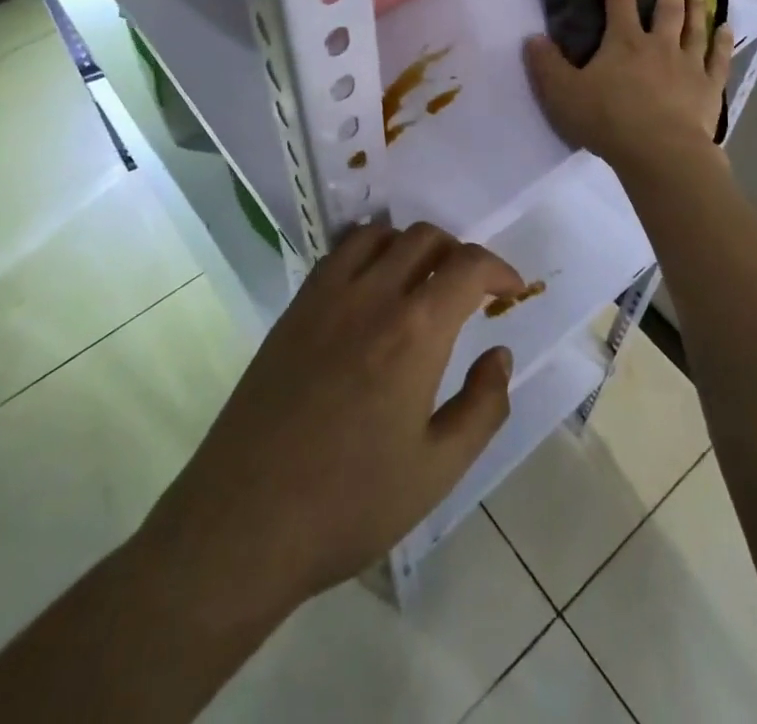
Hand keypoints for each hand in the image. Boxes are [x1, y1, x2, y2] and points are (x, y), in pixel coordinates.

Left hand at [140, 223, 522, 618]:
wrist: (245, 521)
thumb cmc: (350, 503)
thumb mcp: (437, 470)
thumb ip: (483, 406)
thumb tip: (499, 354)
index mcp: (415, 331)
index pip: (468, 265)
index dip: (499, 269)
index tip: (511, 290)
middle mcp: (372, 295)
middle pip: (425, 237)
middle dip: (458, 254)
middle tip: (468, 292)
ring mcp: (326, 295)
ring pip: (380, 234)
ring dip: (411, 246)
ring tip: (420, 283)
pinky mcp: (295, 307)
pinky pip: (339, 252)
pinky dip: (368, 251)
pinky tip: (371, 290)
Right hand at [524, 0, 732, 172]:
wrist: (659, 151)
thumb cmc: (608, 120)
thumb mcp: (563, 93)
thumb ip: (546, 65)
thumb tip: (533, 39)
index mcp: (624, 42)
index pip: (619, 1)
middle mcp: (660, 45)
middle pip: (667, 9)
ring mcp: (689, 65)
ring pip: (695, 27)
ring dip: (697, 6)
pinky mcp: (709, 88)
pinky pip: (719, 58)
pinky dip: (723, 42)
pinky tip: (727, 29)